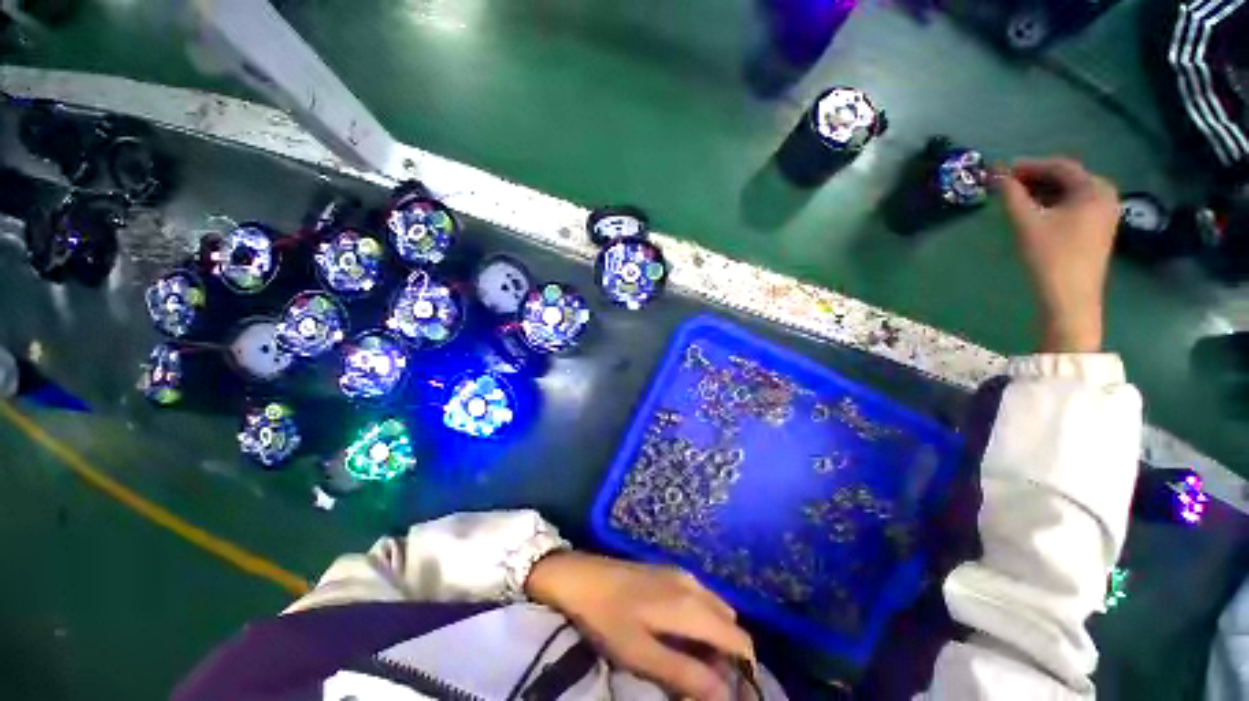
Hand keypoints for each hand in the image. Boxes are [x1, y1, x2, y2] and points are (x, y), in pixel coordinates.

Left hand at [526, 552, 753, 700]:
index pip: (739, 639)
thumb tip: (726, 695)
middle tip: (707, 682)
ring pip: (715, 609)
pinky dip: (701, 620)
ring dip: (714, 637)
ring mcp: (680, 574)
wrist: (581, 575)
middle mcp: (693, 585)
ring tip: (691, 663)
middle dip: (728, 655)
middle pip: (730, 623)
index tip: (736, 694)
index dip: (746, 670)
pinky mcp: (668, 571)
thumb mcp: (642, 655)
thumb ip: (686, 674)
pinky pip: (699, 597)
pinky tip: (678, 635)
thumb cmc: (609, 619)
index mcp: (691, 606)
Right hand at [999, 158, 1119, 352]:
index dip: (1029, 165)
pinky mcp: (1098, 229)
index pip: (1059, 166)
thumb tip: (997, 175)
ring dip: (1043, 192)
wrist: (1071, 298)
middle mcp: (1105, 195)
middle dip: (1036, 178)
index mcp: (1093, 189)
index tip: (1002, 170)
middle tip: (1007, 184)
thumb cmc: (1050, 257)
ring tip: (1016, 198)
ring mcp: (1105, 214)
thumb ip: (1012, 195)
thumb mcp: (1027, 223)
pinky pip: (1075, 206)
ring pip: (1070, 193)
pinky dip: (1053, 204)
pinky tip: (1036, 212)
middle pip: (1067, 178)